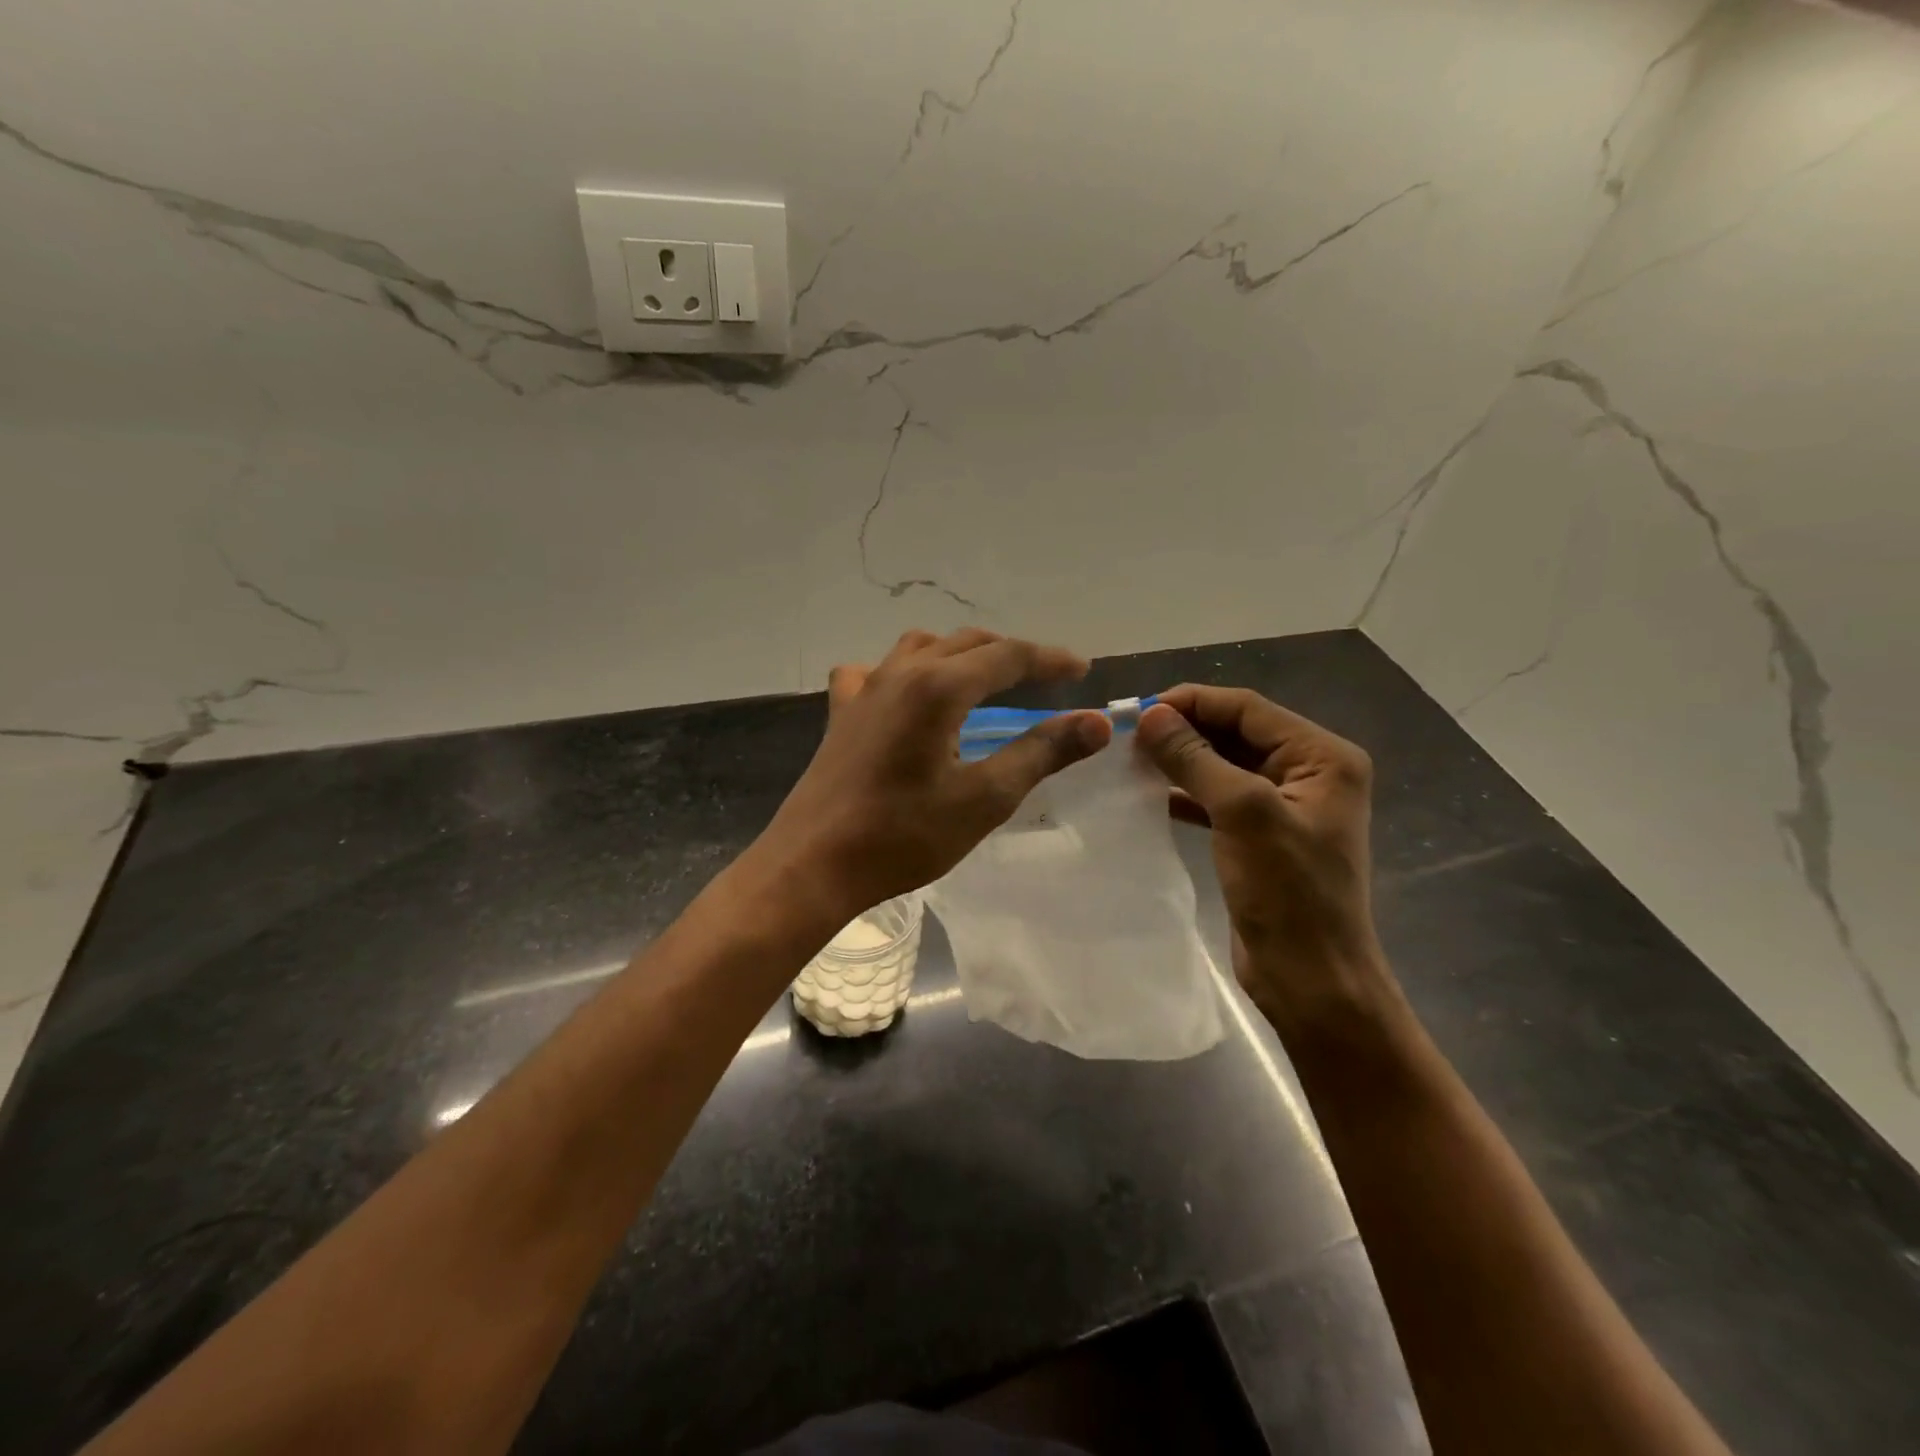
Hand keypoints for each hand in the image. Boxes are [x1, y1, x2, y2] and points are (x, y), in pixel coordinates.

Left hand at [760, 629, 1111, 920]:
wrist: (814, 864)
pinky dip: (903, 673)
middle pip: (966, 644)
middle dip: (1010, 654)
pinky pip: (875, 673)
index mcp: (938, 687)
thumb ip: (1042, 753)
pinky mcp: (841, 713)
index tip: (1082, 669)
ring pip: (921, 648)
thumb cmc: (904, 836)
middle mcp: (899, 673)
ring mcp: (864, 690)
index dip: (1049, 659)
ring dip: (959, 655)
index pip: (1007, 656)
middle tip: (1045, 677)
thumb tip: (1096, 722)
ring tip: (984, 679)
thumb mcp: (985, 798)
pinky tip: (906, 695)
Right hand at [1135, 686, 1388, 1034]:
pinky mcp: (1261, 834)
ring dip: (1182, 760)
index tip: (1138, 711)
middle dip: (1184, 730)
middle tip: (1129, 737)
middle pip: (1236, 732)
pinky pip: (1219, 797)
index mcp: (1322, 757)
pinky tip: (1151, 795)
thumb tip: (1151, 716)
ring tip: (1133, 761)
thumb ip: (1196, 758)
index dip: (1192, 703)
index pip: (1248, 709)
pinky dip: (1187, 793)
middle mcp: (1309, 772)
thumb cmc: (1288, 892)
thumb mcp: (1242, 813)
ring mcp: (1285, 805)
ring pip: (1224, 764)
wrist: (1311, 978)